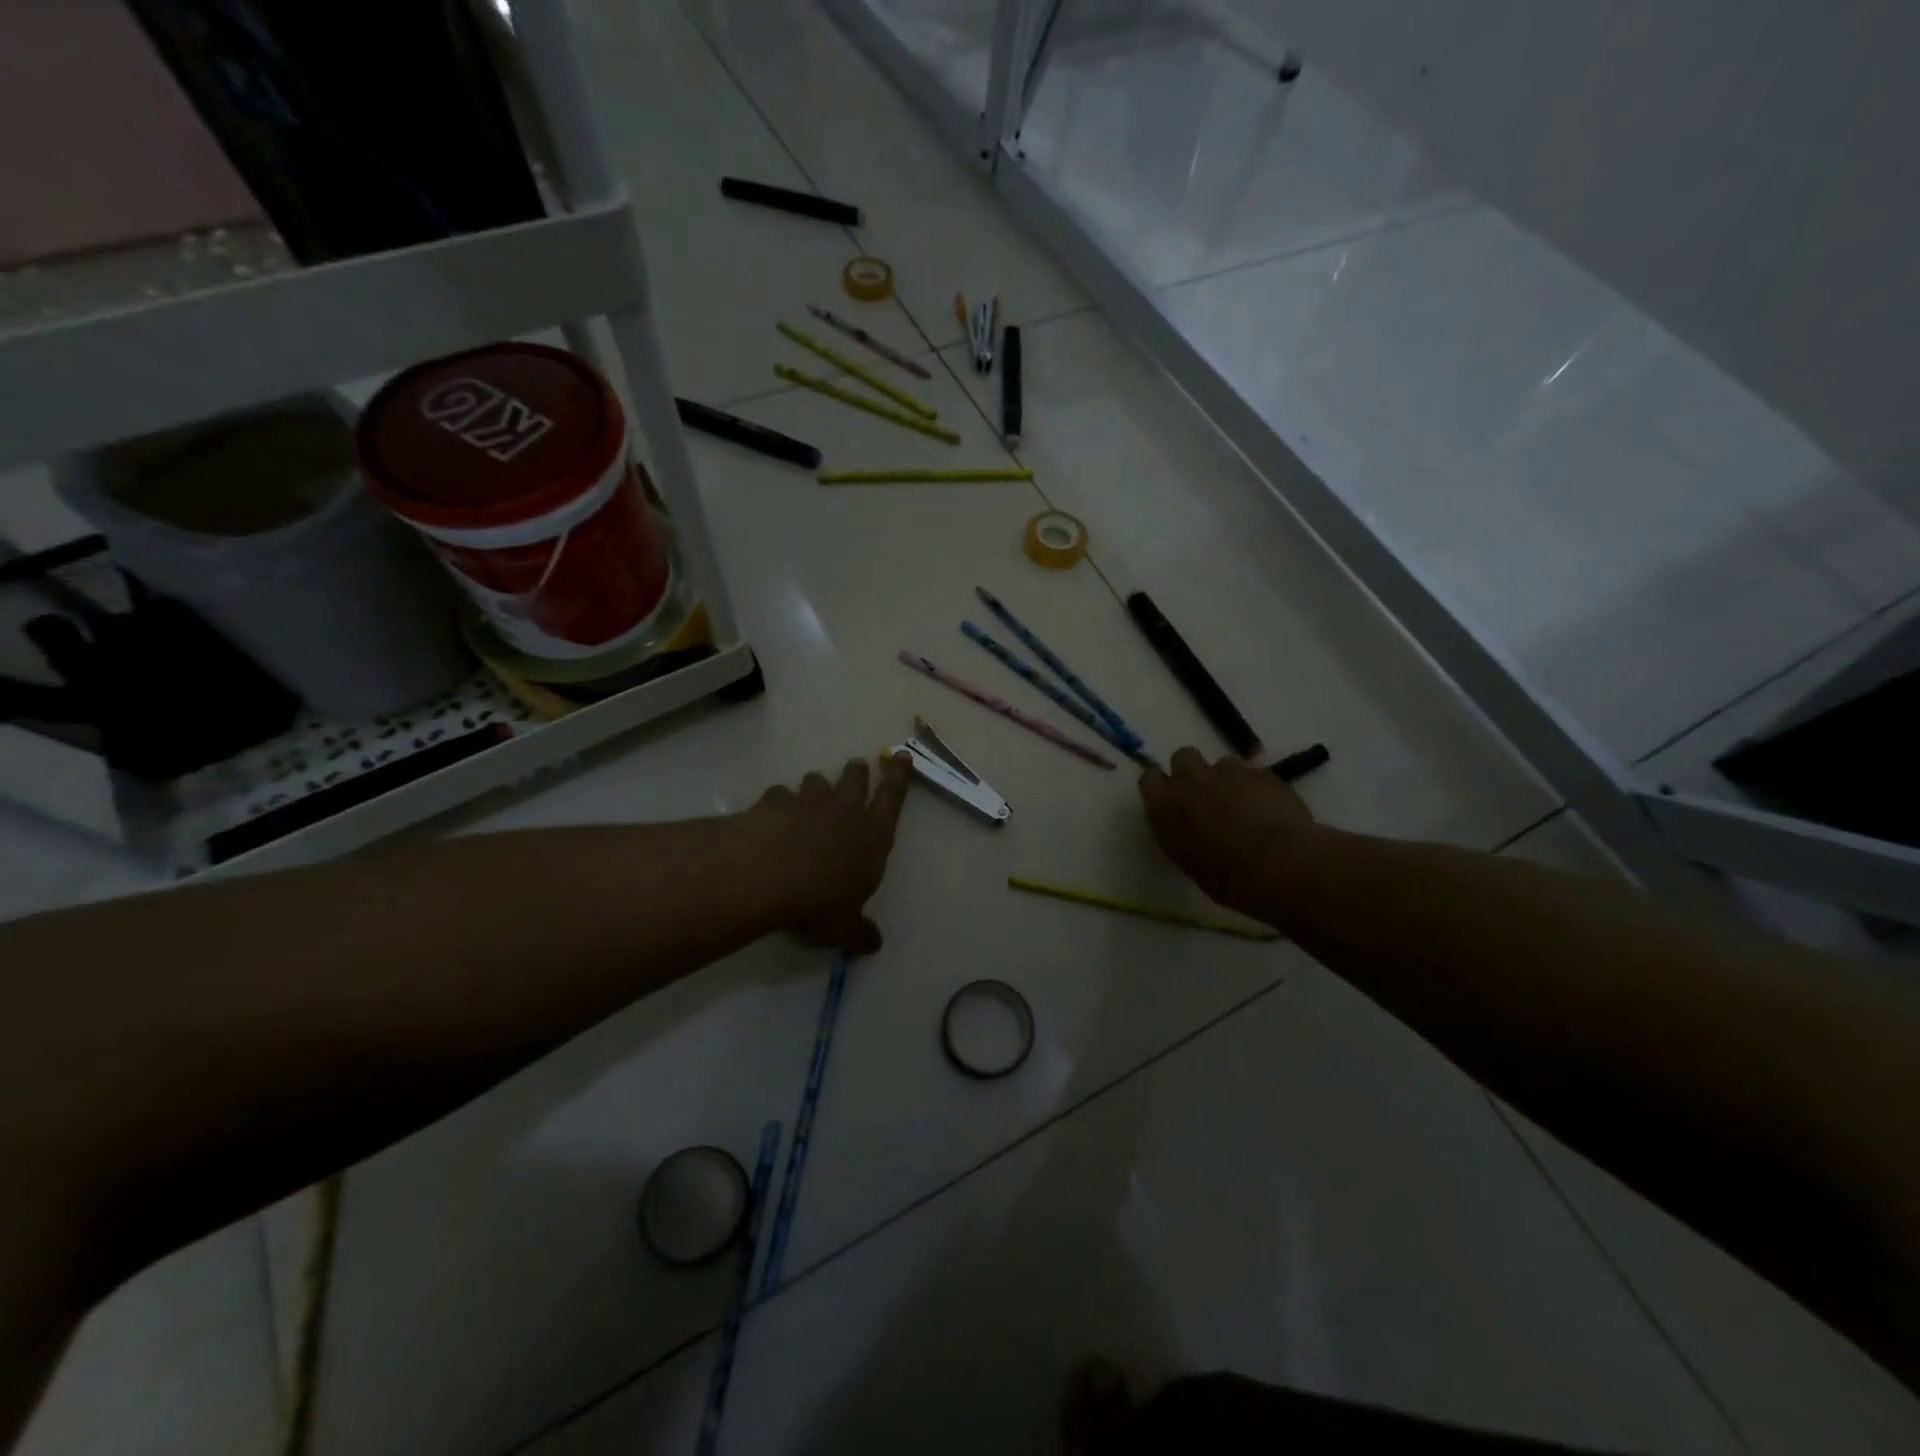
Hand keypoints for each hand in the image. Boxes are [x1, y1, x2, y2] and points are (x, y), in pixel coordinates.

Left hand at [746, 754, 912, 954]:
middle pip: (855, 781)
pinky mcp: (774, 803)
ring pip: (817, 782)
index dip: (899, 777)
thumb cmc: (818, 902)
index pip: (893, 799)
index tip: (902, 757)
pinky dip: (779, 801)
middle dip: (858, 772)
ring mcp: (808, 803)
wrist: (766, 876)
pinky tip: (772, 812)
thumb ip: (859, 932)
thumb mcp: (843, 928)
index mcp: (872, 838)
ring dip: (818, 785)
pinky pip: (780, 794)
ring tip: (814, 789)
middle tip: (858, 765)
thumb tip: (874, 944)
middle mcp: (845, 812)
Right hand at [1139, 747, 1315, 920]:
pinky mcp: (1260, 773)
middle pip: (1183, 756)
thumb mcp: (1189, 861)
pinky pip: (1253, 773)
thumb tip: (1190, 828)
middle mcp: (1190, 782)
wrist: (1277, 866)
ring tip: (1244, 804)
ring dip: (1228, 779)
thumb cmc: (1227, 879)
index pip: (1149, 778)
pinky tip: (1269, 808)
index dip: (1162, 785)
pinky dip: (1257, 787)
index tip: (1171, 797)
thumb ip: (1182, 833)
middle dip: (1193, 770)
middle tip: (1206, 794)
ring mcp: (1227, 773)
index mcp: (1165, 807)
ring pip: (1222, 763)